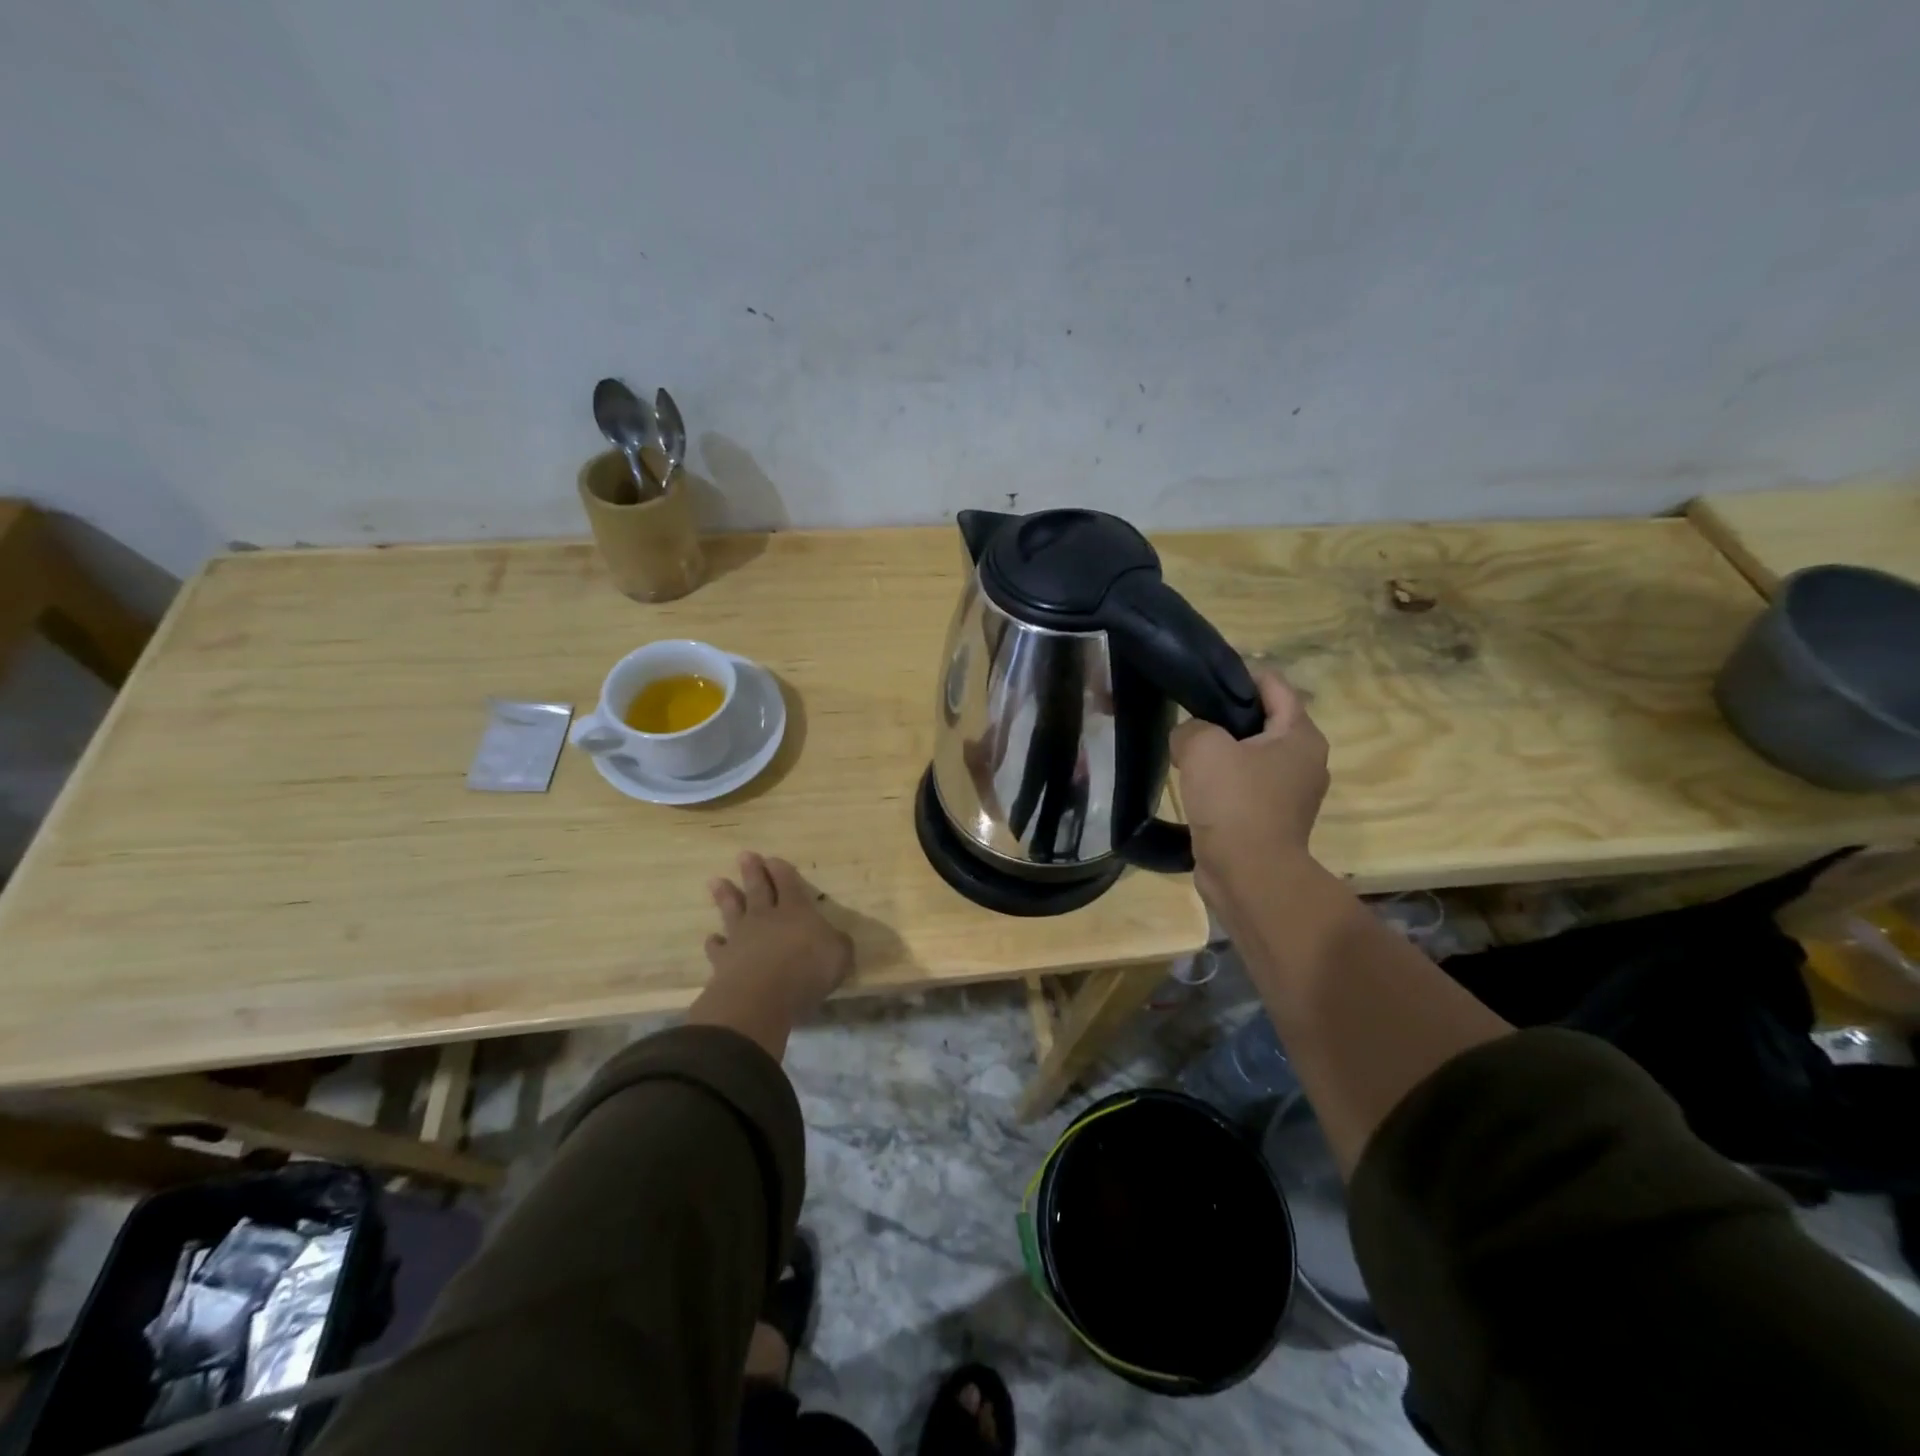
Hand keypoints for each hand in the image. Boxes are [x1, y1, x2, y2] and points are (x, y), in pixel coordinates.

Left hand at [686, 852, 853, 1057]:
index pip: (788, 883)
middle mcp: (766, 918)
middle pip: (757, 889)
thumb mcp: (839, 955)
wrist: (762, 995)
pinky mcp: (723, 961)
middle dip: (752, 872)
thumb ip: (837, 943)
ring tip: (715, 881)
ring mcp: (741, 937)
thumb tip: (836, 939)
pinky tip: (712, 939)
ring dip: (725, 896)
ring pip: (732, 911)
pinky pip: (717, 947)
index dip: (781, 871)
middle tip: (744, 855)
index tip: (772, 859)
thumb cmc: (808, 970)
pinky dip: (714, 942)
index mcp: (795, 910)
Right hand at [1170, 669, 1328, 880]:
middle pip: (1263, 721)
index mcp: (1300, 736)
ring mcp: (1291, 794)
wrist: (1249, 874)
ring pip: (1251, 756)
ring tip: (1186, 754)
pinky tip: (1195, 786)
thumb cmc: (1235, 802)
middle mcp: (1305, 761)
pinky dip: (1224, 782)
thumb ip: (1190, 728)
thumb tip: (1188, 737)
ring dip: (1222, 752)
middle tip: (1189, 719)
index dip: (1238, 675)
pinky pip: (1245, 786)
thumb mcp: (1203, 748)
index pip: (1274, 685)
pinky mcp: (1272, 819)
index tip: (1202, 680)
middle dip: (1225, 716)